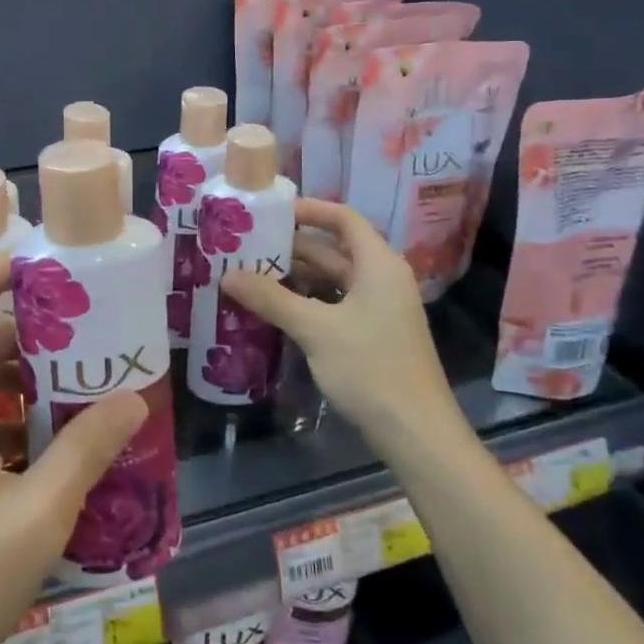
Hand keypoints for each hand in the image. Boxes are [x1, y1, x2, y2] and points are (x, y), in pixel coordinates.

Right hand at [221, 198, 470, 456]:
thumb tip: (227, 275)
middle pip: (334, 250)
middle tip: (248, 246)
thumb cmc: (370, 369)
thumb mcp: (315, 329)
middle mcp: (382, 279)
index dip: (309, 210)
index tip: (270, 211)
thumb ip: (271, 299)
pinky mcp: (373, 336)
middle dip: (292, 247)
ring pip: (332, 281)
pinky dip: (307, 302)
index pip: (344, 219)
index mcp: (378, 265)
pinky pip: (335, 305)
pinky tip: (275, 310)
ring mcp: (379, 309)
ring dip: (296, 277)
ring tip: (252, 275)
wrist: (416, 434)